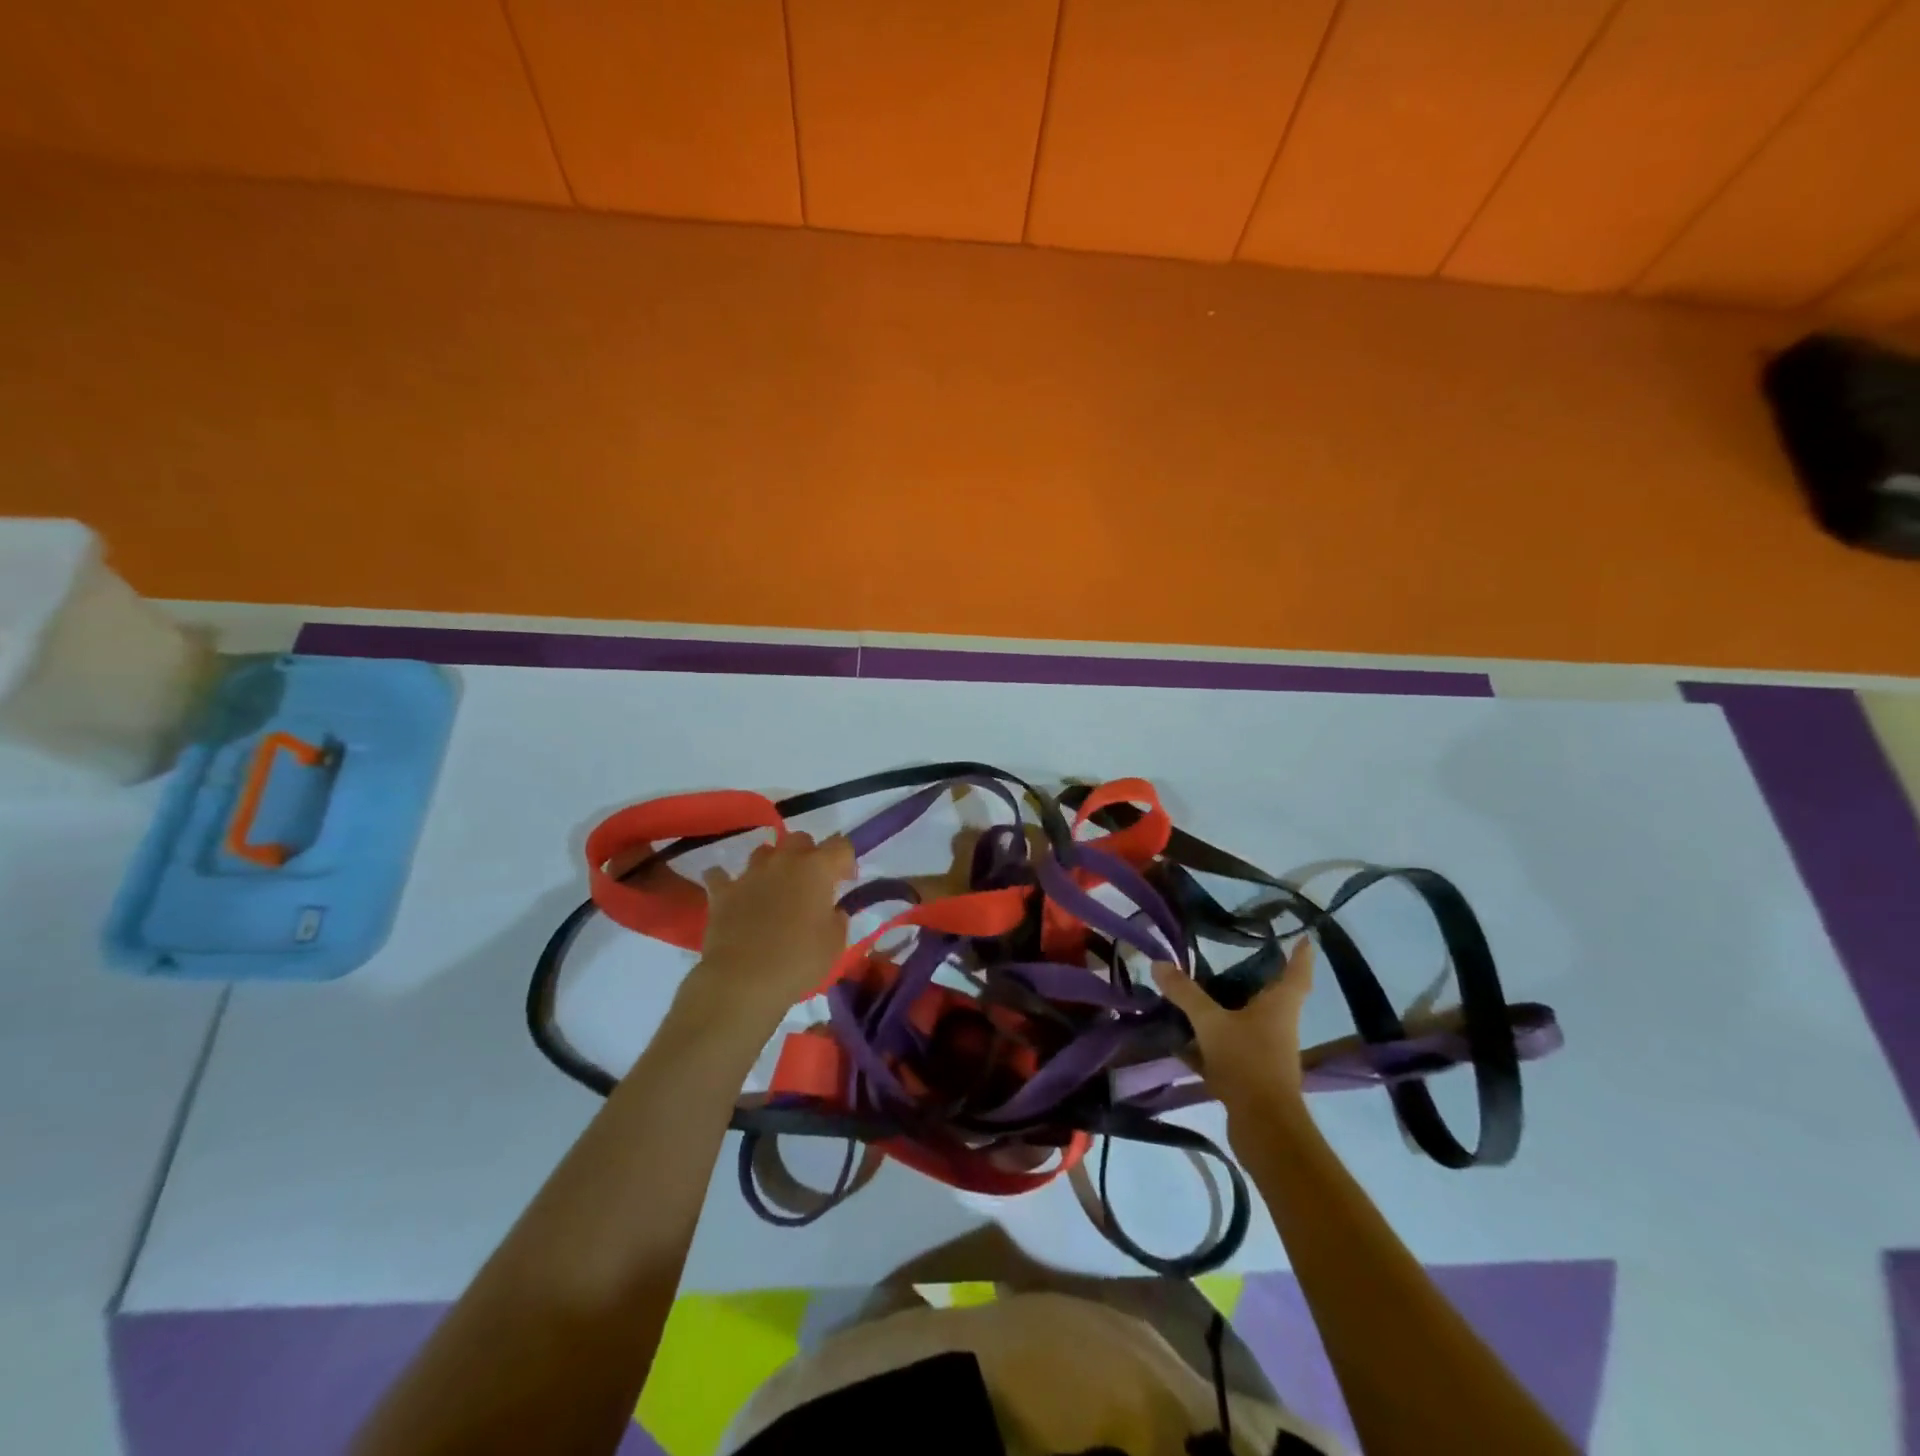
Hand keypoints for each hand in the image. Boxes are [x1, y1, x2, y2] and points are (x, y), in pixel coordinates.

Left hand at [684, 831, 854, 1022]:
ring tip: (775, 887)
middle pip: (800, 839)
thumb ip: (837, 919)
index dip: (846, 860)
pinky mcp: (722, 892)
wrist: (743, 980)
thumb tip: (832, 911)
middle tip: (811, 882)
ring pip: (764, 851)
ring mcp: (750, 874)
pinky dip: (726, 881)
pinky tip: (732, 893)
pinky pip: (720, 876)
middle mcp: (784, 862)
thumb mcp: (835, 944)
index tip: (846, 881)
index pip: (841, 846)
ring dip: (772, 863)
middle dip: (809, 854)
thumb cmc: (798, 961)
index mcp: (817, 869)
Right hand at [1152, 937, 1314, 1116]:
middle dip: (1254, 979)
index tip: (1304, 937)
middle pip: (1269, 997)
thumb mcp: (1211, 1022)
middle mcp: (1277, 1026)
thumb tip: (1159, 963)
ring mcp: (1265, 1053)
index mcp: (1279, 1007)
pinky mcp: (1250, 1076)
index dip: (1300, 955)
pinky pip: (1227, 1049)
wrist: (1263, 1126)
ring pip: (1244, 1023)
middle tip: (1232, 957)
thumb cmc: (1248, 1062)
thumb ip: (1185, 993)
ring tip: (1196, 993)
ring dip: (1225, 1010)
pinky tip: (1178, 1041)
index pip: (1296, 973)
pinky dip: (1206, 1044)